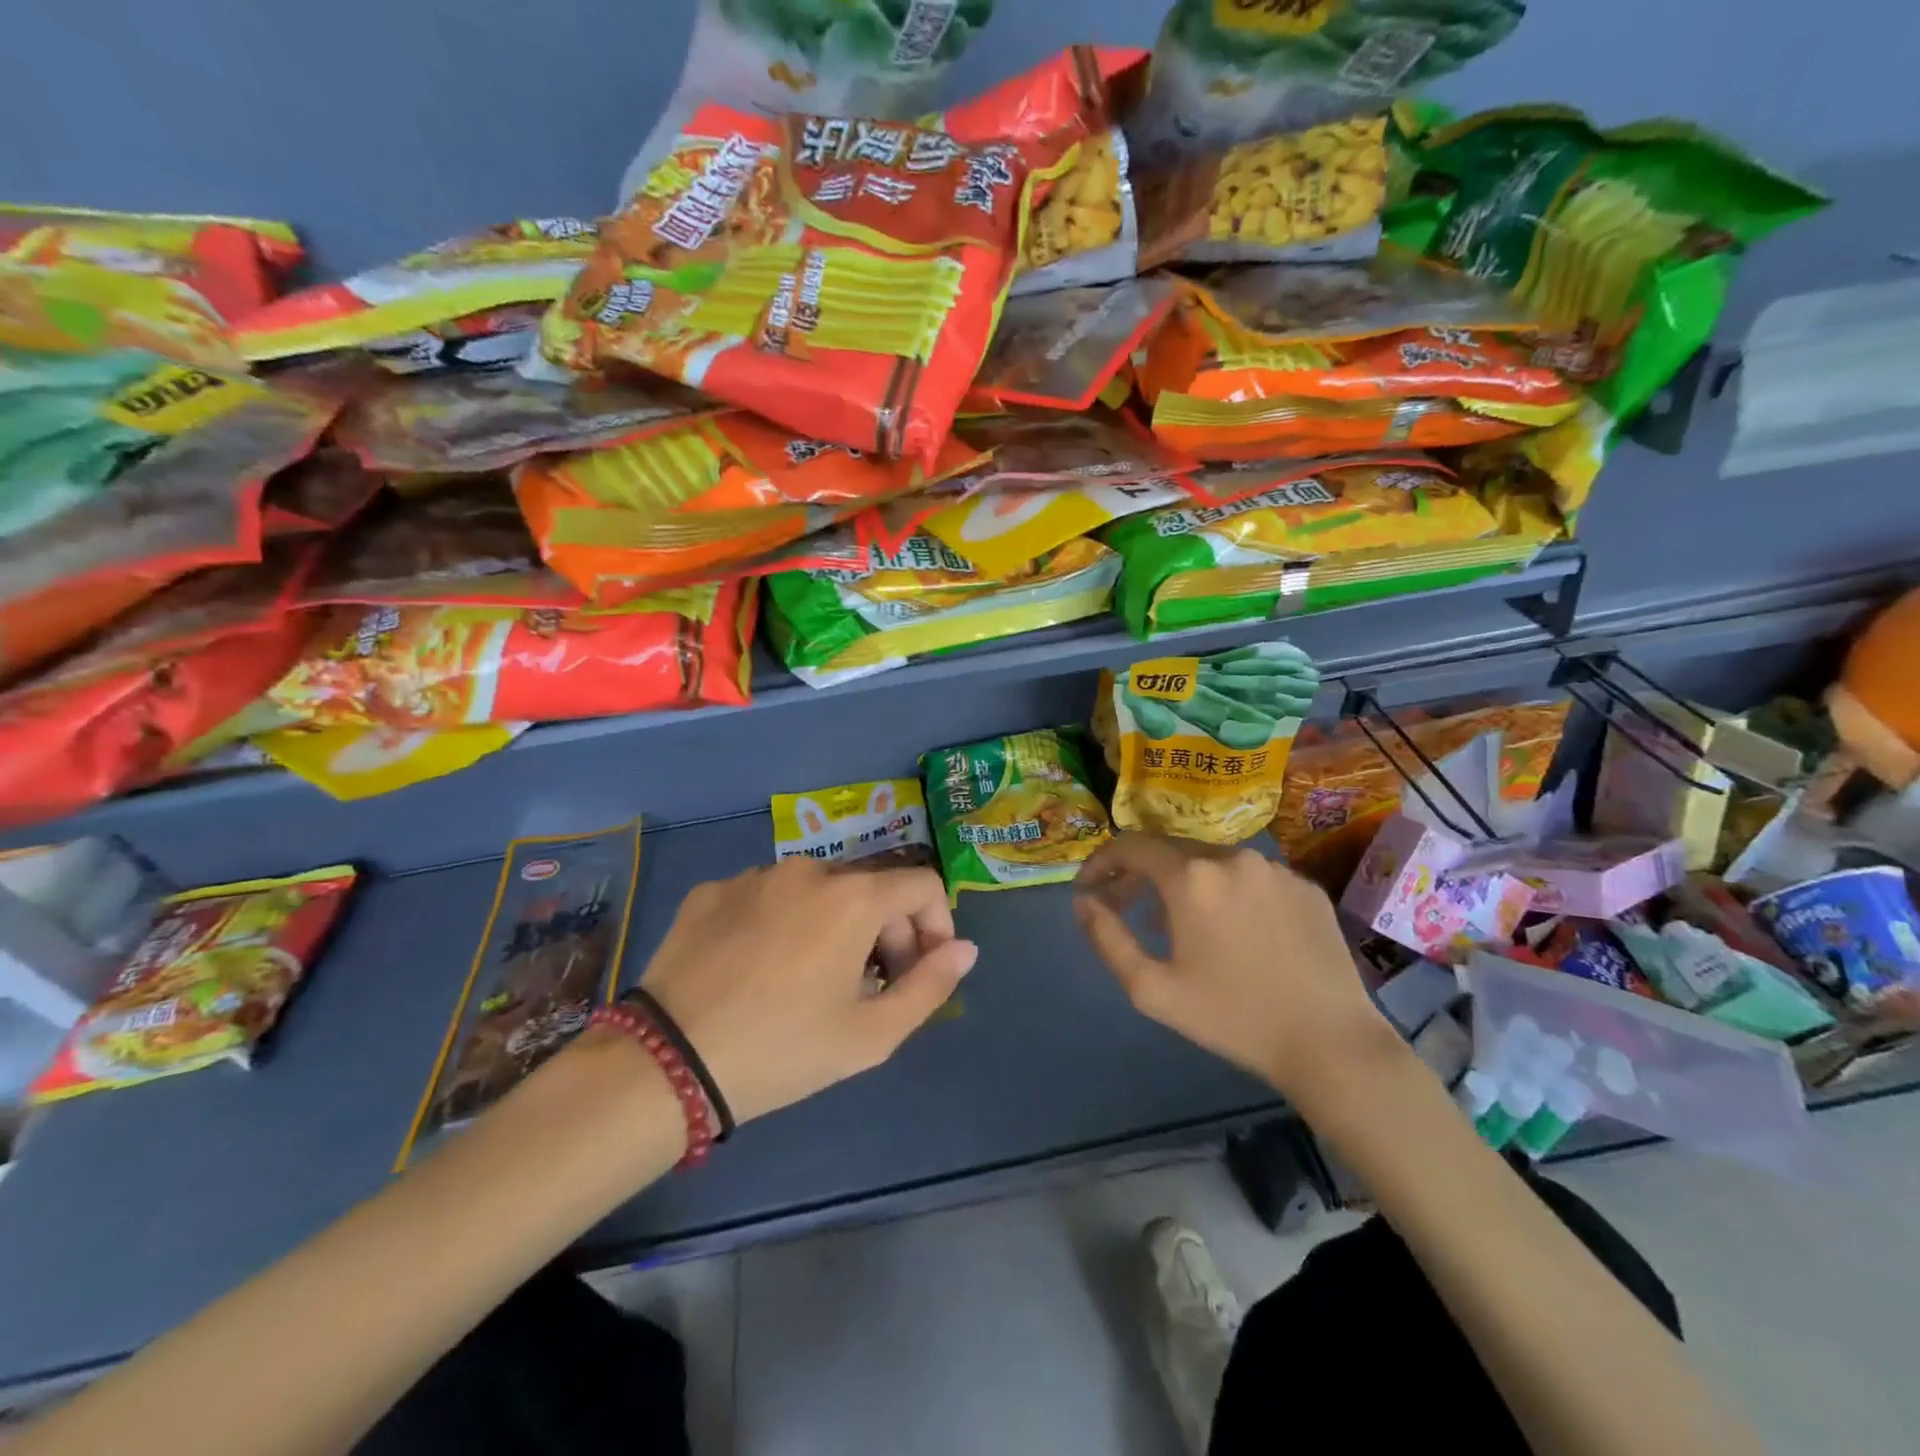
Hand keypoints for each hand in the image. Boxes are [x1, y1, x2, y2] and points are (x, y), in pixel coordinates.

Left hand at [638, 859, 976, 1123]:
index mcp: (852, 897)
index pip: (923, 886)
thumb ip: (930, 986)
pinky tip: (757, 970)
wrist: (664, 1063)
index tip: (918, 972)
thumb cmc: (782, 1050)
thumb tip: (966, 949)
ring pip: (817, 891)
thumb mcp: (870, 1035)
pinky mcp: (712, 890)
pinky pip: (767, 897)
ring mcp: (754, 876)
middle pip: (870, 888)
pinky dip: (781, 924)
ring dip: (833, 927)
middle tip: (867, 989)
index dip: (935, 926)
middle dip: (885, 932)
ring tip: (810, 982)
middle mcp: (807, 869)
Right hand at [1072, 834, 1391, 1101]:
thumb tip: (1083, 901)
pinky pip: (1251, 877)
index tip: (1088, 888)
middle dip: (1139, 872)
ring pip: (1212, 861)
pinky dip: (1228, 892)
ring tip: (1178, 924)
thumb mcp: (1152, 989)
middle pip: (1170, 850)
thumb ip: (1107, 938)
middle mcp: (1232, 857)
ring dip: (1184, 882)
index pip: (1131, 846)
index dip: (1101, 862)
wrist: (1331, 1044)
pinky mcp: (1305, 885)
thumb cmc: (1232, 1018)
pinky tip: (1232, 930)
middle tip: (1125, 905)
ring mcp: (1275, 868)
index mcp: (1191, 877)